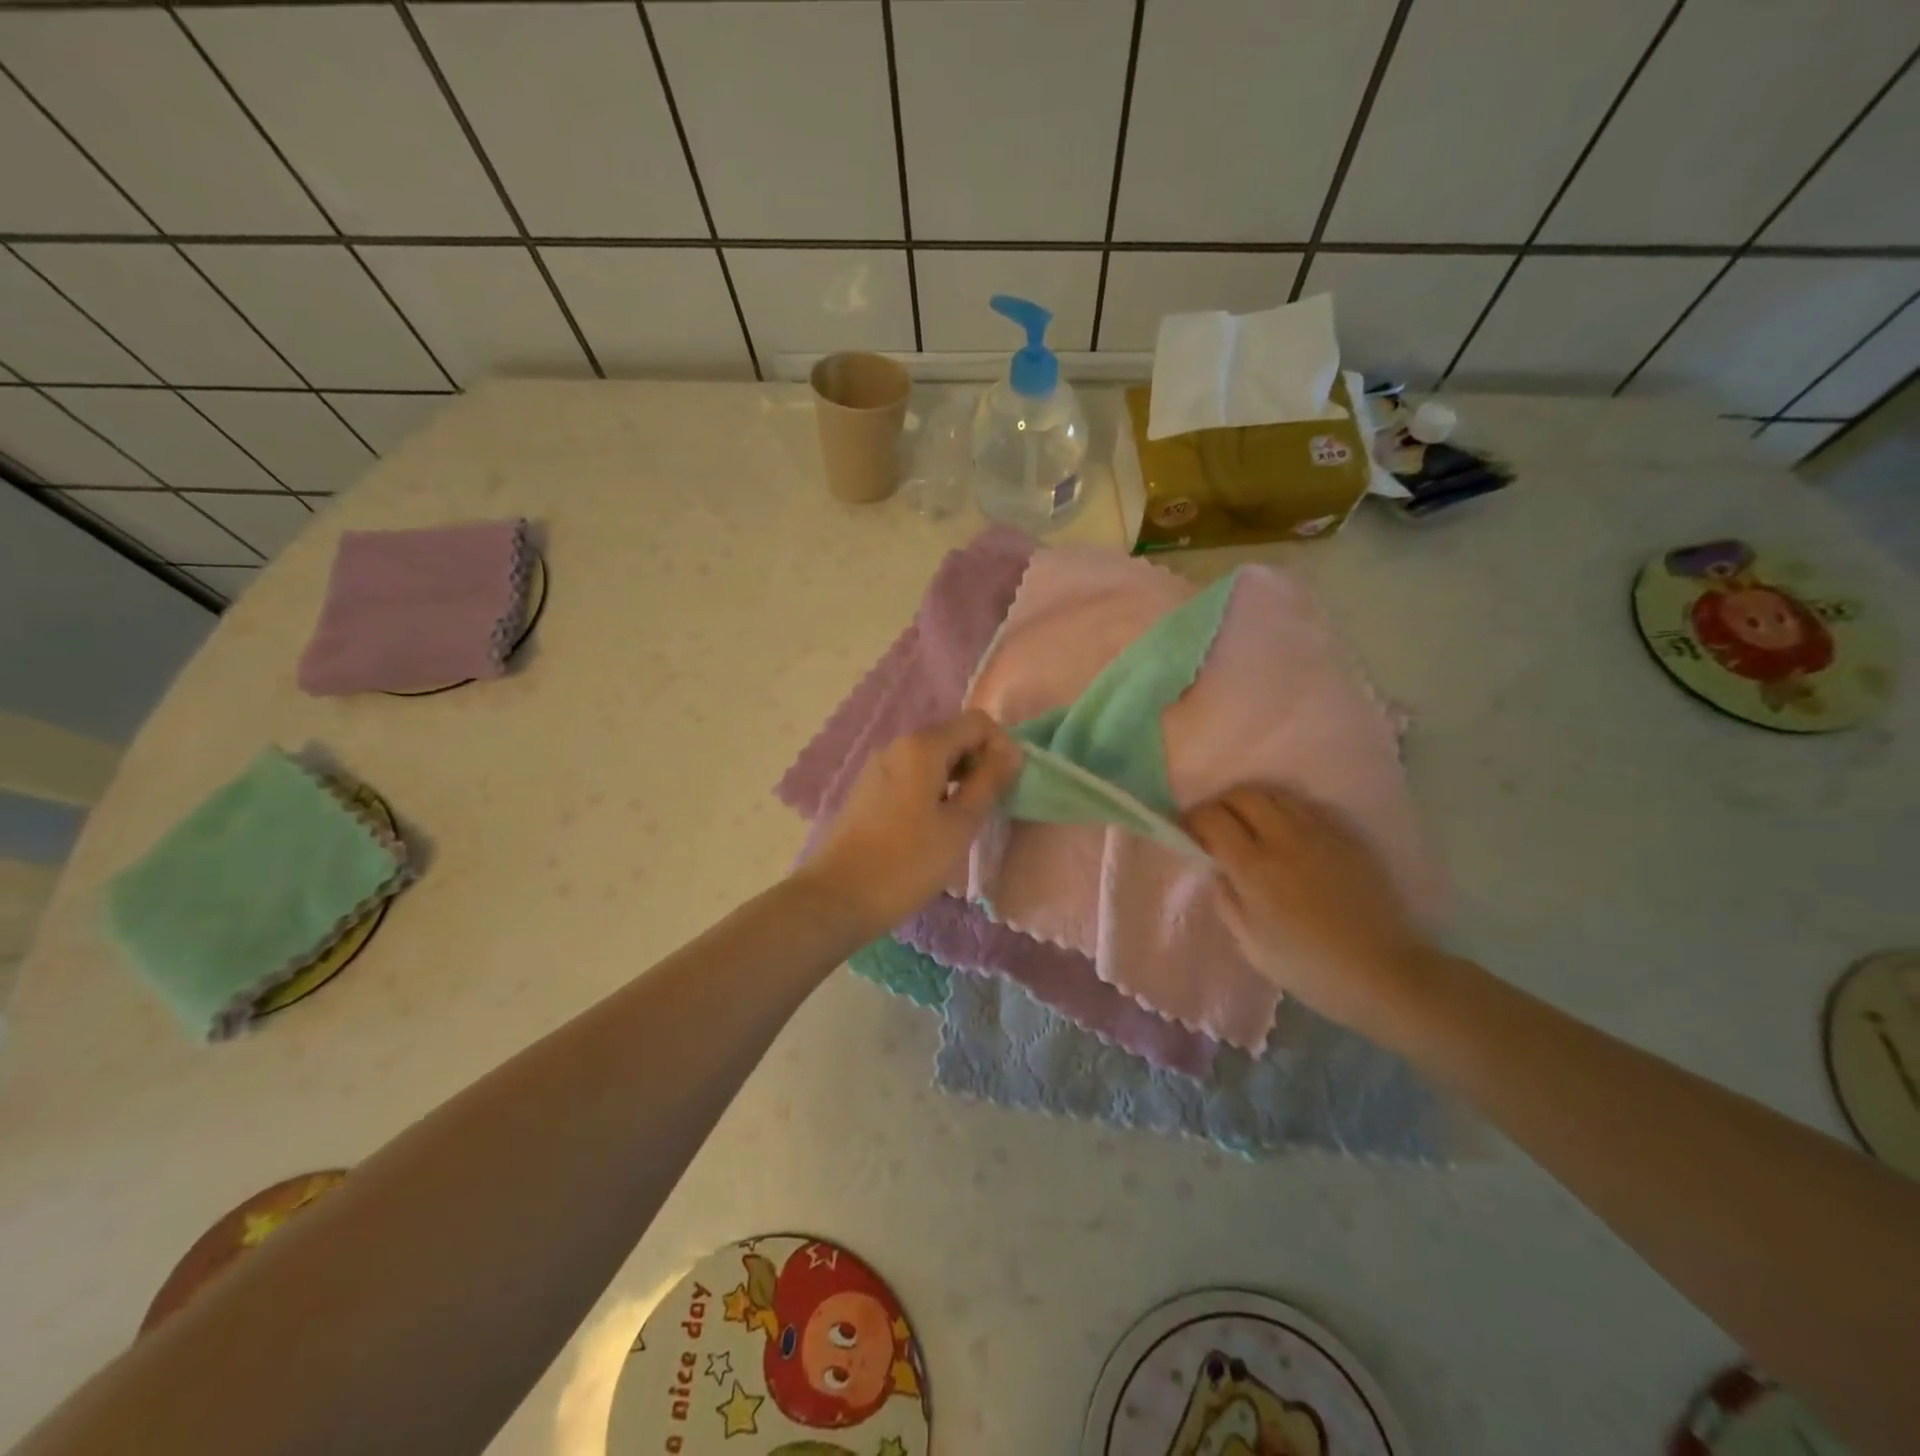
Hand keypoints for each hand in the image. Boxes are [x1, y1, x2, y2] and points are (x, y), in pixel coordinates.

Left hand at [799, 710, 1022, 934]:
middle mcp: (899, 745)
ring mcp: (879, 767)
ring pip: (932, 759)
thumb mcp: (960, 825)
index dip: (1001, 747)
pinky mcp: (868, 789)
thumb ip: (989, 782)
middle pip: (953, 737)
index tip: (1006, 786)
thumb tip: (1013, 752)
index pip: (978, 723)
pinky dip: (933, 790)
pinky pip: (912, 776)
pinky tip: (933, 827)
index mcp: (923, 746)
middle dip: (979, 763)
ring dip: (957, 779)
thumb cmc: (907, 862)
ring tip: (963, 821)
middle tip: (989, 807)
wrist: (838, 897)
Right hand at [1186, 786, 1438, 1030]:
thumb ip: (1226, 899)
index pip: (1212, 819)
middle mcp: (1284, 839)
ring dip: (1253, 803)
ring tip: (1250, 825)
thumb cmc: (1309, 967)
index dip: (1192, 819)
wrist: (1384, 973)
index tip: (1186, 830)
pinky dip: (1286, 811)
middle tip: (1216, 826)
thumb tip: (1216, 868)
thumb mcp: (1250, 944)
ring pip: (1275, 794)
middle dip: (1221, 805)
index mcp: (1254, 868)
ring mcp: (1319, 833)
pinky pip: (1307, 807)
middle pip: (1242, 795)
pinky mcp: (1347, 837)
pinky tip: (1287, 833)